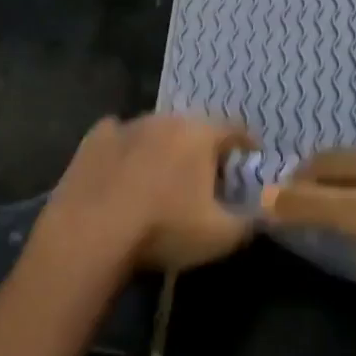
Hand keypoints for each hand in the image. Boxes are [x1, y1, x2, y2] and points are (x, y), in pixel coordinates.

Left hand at [32, 114, 257, 275]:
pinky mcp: (96, 138)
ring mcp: (128, 124)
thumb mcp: (220, 236)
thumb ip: (250, 222)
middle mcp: (166, 118)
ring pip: (157, 130)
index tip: (250, 158)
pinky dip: (127, 149)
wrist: (90, 232)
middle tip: (206, 174)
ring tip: (163, 175)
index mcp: (200, 134)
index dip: (246, 144)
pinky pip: (120, 136)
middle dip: (203, 147)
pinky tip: (123, 169)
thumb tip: (265, 213)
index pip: (234, 130)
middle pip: (194, 128)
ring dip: (164, 147)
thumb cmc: (164, 229)